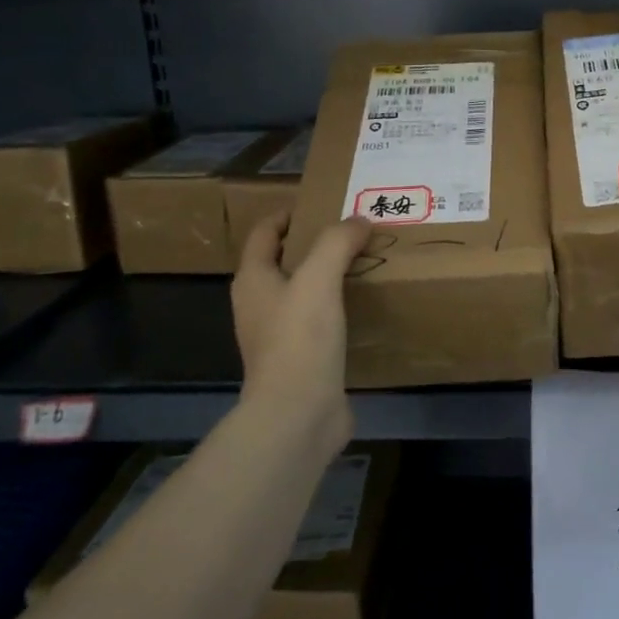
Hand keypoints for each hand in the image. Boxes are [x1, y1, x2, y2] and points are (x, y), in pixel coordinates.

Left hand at [230, 213, 371, 442]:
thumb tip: (359, 220)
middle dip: (313, 244)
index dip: (287, 214)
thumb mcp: (318, 279)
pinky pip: (319, 321)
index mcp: (253, 281)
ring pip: (303, 293)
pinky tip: (364, 305)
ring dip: (328, 276)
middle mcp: (260, 305)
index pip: (263, 233)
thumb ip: (337, 242)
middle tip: (352, 231)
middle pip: (283, 262)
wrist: (298, 415)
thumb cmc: (300, 340)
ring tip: (364, 262)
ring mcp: (279, 336)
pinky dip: (338, 307)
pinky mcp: (302, 360)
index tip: (321, 203)